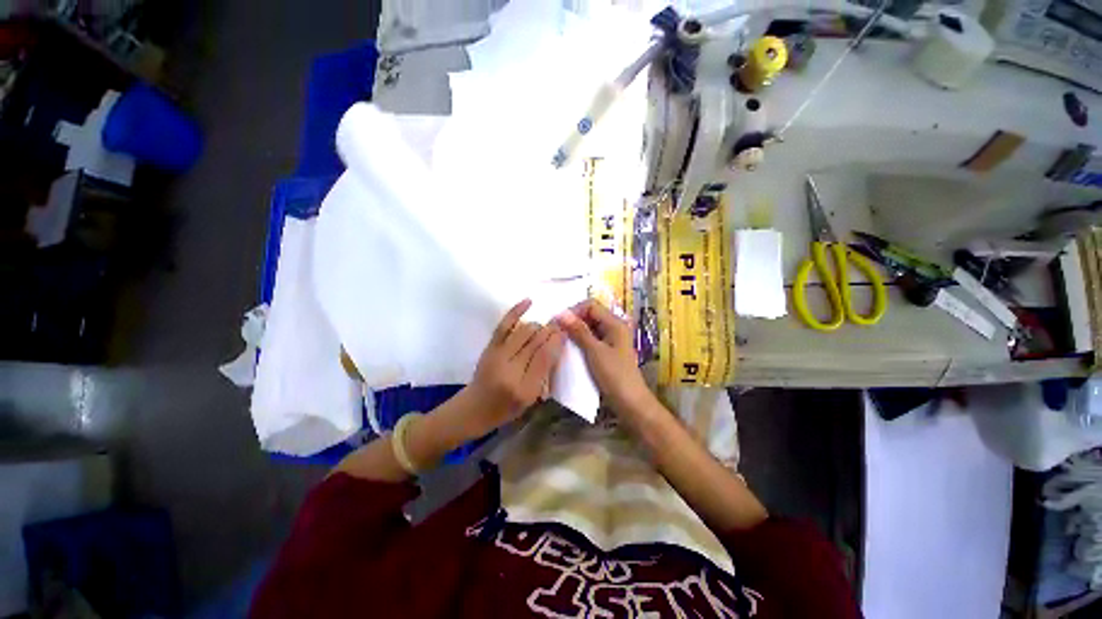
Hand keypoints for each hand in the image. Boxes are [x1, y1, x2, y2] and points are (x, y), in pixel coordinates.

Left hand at [464, 299, 566, 435]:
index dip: (557, 340)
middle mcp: (511, 371)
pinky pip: (504, 325)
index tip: (565, 331)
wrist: (475, 407)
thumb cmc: (507, 408)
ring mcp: (498, 357)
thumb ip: (545, 373)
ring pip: (525, 331)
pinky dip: (516, 311)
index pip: (546, 357)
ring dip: (539, 325)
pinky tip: (529, 301)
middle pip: (536, 341)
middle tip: (559, 325)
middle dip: (551, 330)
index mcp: (525, 389)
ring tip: (545, 326)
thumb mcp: (532, 398)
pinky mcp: (489, 347)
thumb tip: (557, 343)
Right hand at [556, 299, 653, 415]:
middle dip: (573, 320)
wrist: (630, 403)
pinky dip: (580, 341)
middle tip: (557, 332)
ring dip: (575, 331)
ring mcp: (610, 340)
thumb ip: (578, 331)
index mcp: (615, 323)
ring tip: (561, 340)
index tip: (559, 323)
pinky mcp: (607, 351)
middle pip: (590, 315)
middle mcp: (614, 328)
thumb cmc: (614, 376)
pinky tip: (570, 349)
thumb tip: (561, 313)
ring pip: (589, 327)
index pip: (591, 305)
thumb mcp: (594, 351)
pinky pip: (591, 339)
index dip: (574, 310)